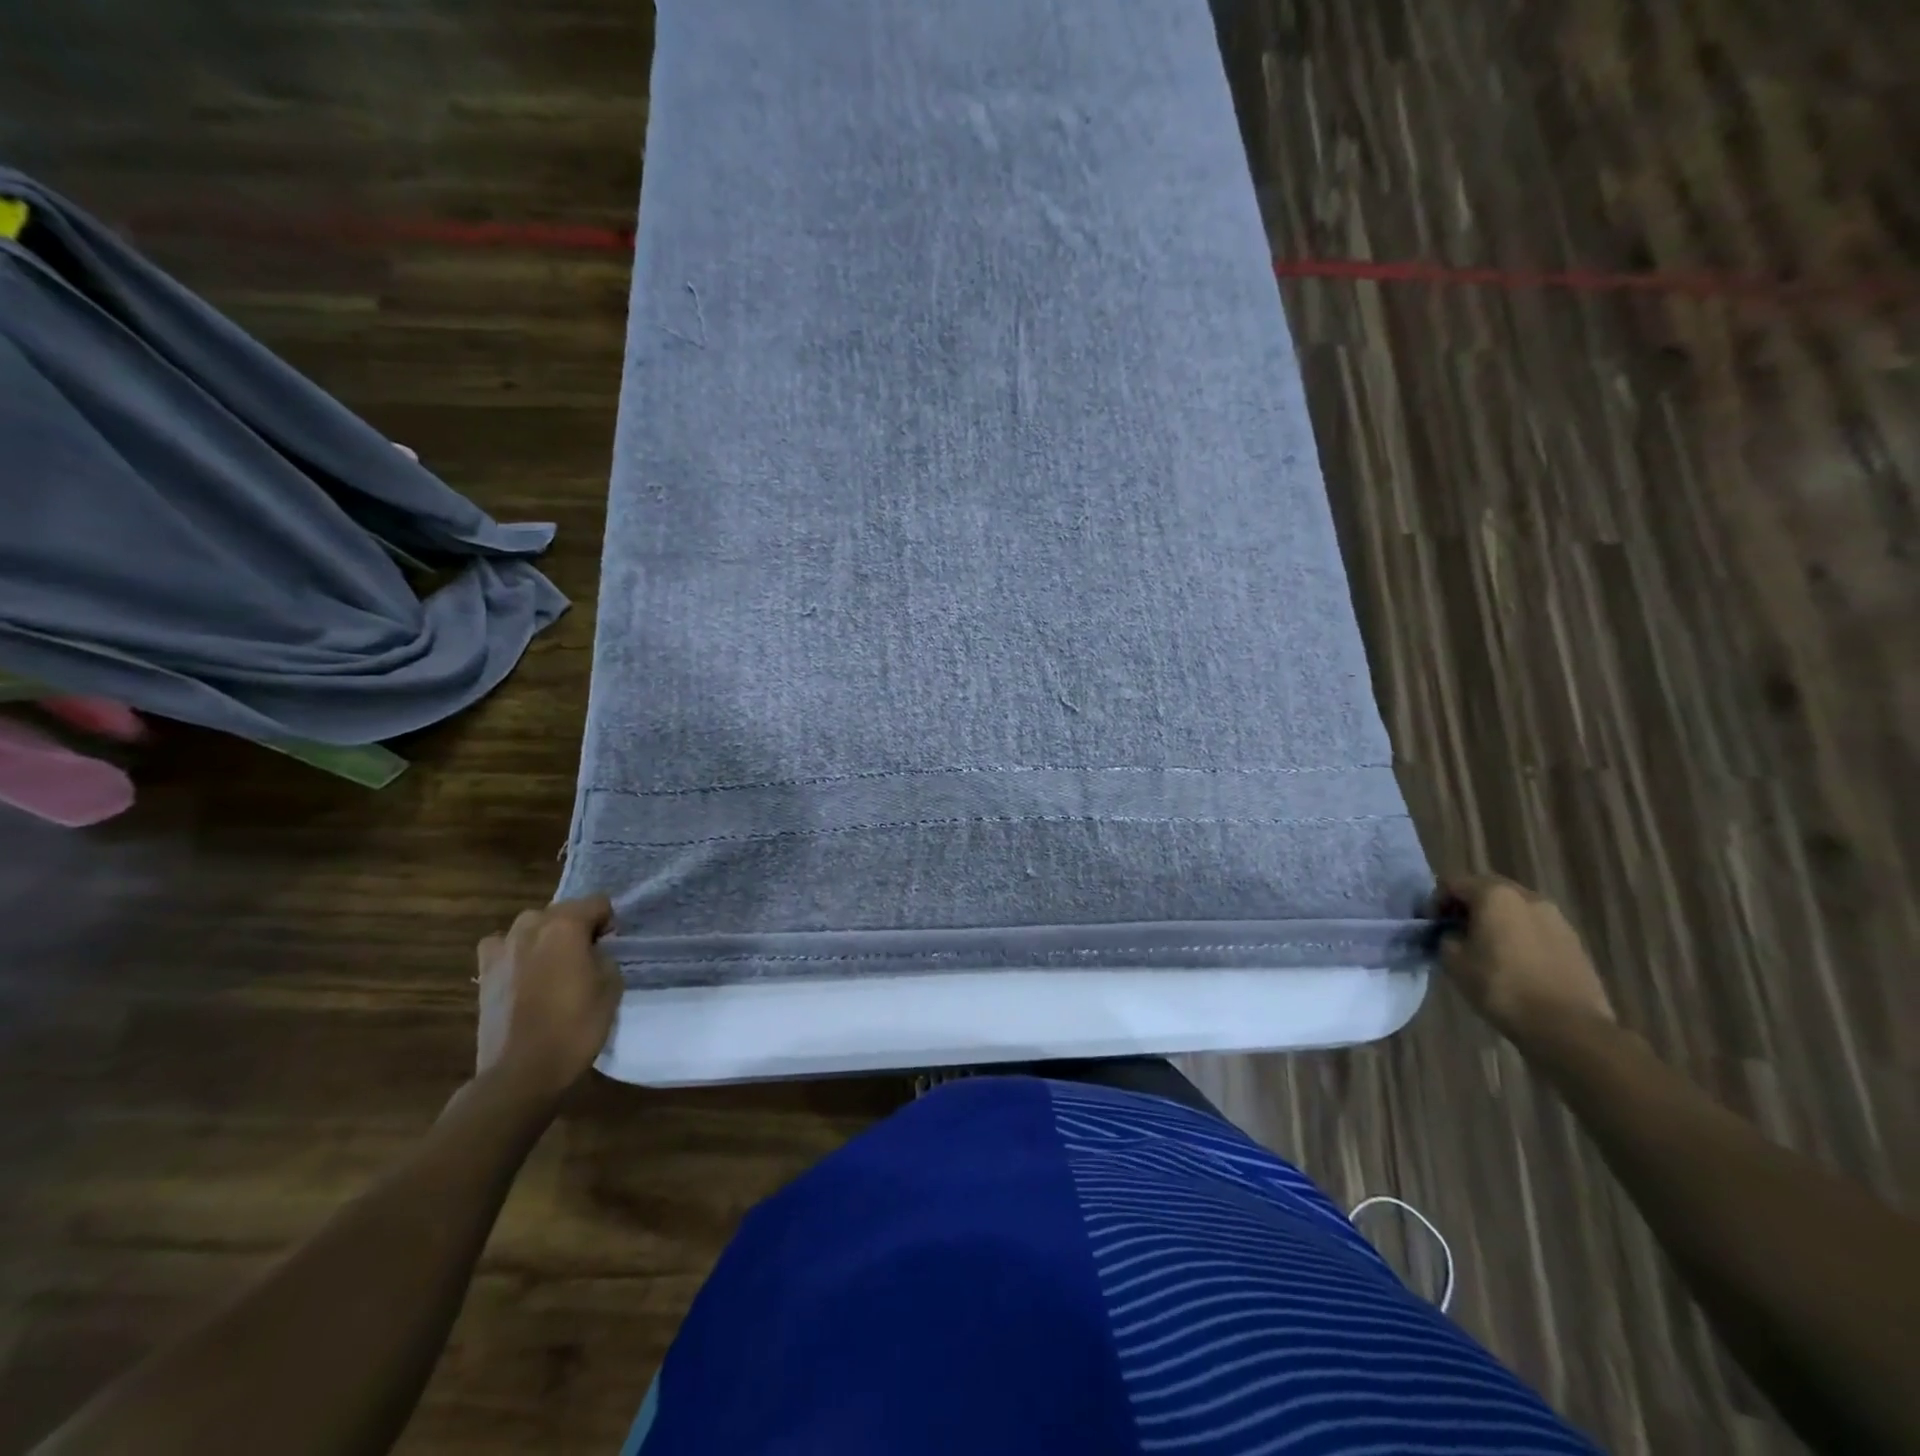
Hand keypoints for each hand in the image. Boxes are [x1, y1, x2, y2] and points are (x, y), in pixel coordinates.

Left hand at [474, 896, 621, 1102]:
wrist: (522, 1072)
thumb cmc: (575, 1027)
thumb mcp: (610, 987)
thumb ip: (603, 957)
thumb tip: (592, 952)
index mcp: (566, 926)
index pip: (597, 902)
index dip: (609, 921)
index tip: (611, 945)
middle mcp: (531, 927)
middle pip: (562, 911)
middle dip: (576, 926)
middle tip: (586, 957)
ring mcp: (502, 948)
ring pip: (531, 926)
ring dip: (545, 937)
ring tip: (554, 966)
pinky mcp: (485, 973)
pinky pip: (502, 947)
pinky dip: (515, 952)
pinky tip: (523, 974)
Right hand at [1428, 874, 1614, 1040]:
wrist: (1568, 1026)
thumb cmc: (1501, 987)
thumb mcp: (1453, 961)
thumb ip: (1446, 937)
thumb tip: (1453, 933)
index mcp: (1494, 895)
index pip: (1453, 883)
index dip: (1436, 902)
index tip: (1431, 926)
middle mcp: (1528, 897)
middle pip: (1487, 890)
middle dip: (1467, 906)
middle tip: (1455, 932)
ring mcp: (1556, 918)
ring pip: (1514, 908)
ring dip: (1496, 920)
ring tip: (1486, 948)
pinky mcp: (1574, 941)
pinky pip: (1535, 927)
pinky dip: (1519, 935)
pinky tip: (1514, 962)